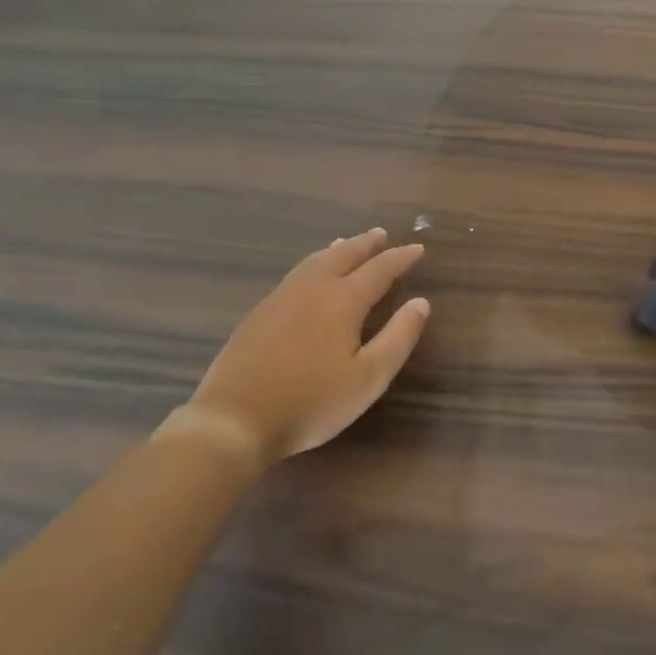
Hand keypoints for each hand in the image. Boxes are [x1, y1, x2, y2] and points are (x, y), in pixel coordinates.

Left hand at [177, 230, 428, 464]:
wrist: (234, 420)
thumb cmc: (312, 402)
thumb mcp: (369, 378)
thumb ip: (398, 337)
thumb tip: (421, 303)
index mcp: (343, 300)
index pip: (379, 269)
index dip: (400, 258)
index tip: (418, 248)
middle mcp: (312, 289)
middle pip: (343, 256)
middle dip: (366, 244)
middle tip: (381, 234)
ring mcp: (280, 298)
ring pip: (314, 262)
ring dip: (337, 250)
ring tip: (347, 244)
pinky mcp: (258, 314)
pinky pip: (294, 274)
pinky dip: (312, 264)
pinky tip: (308, 276)